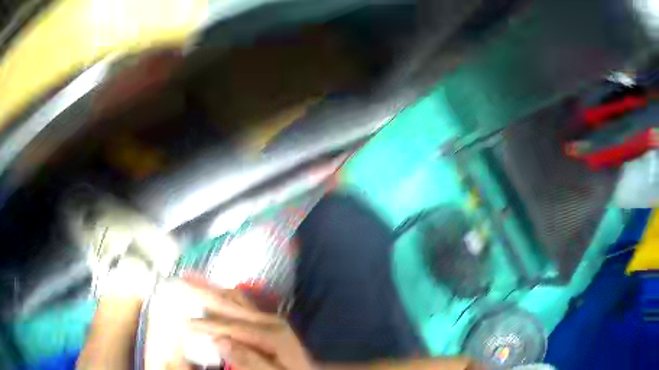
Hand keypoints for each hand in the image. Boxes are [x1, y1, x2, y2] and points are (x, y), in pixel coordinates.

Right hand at [184, 274, 315, 369]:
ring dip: (210, 288)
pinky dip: (220, 295)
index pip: (232, 326)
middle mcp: (269, 319)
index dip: (207, 324)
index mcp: (272, 333)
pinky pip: (238, 303)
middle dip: (203, 292)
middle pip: (230, 303)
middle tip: (181, 279)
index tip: (185, 322)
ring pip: (232, 298)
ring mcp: (266, 317)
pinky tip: (208, 289)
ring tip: (189, 277)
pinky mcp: (263, 319)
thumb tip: (219, 341)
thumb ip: (250, 360)